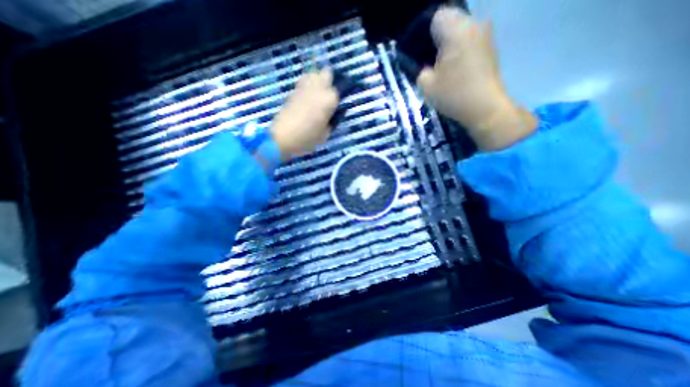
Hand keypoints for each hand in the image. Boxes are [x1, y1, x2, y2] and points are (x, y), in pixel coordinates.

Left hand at [269, 68, 338, 158]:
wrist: (283, 137)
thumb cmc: (307, 138)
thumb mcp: (326, 134)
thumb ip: (333, 121)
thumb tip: (335, 113)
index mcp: (329, 99)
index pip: (341, 88)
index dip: (342, 93)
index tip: (341, 101)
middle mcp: (318, 89)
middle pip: (327, 73)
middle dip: (330, 80)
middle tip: (330, 95)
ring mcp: (304, 88)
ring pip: (314, 73)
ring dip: (318, 80)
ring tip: (318, 94)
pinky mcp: (293, 91)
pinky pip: (304, 81)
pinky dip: (308, 85)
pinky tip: (308, 97)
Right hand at [414, 5, 538, 149]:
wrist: (485, 108)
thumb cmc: (454, 94)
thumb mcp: (426, 86)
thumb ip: (421, 72)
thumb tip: (426, 68)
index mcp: (456, 30)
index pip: (437, 17)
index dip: (424, 34)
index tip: (421, 53)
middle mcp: (474, 25)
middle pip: (450, 23)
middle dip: (437, 41)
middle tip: (430, 63)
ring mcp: (485, 36)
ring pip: (461, 33)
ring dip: (449, 47)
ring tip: (443, 70)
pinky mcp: (490, 49)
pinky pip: (470, 43)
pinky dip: (460, 53)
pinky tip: (457, 72)